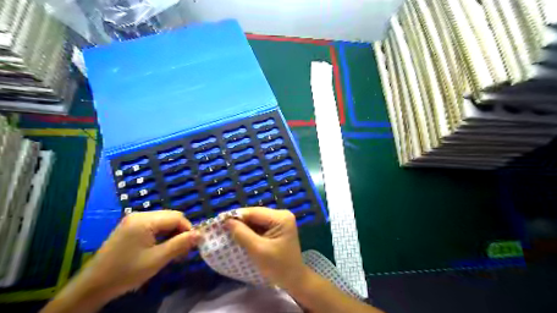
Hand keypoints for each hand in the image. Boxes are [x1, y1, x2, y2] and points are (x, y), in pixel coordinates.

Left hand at [84, 209, 199, 296]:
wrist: (92, 286)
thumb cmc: (126, 272)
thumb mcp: (157, 260)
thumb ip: (180, 244)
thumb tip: (200, 234)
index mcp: (145, 220)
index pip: (177, 217)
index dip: (188, 229)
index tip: (192, 246)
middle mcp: (140, 215)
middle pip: (171, 217)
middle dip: (180, 232)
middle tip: (182, 251)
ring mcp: (133, 220)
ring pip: (164, 221)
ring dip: (172, 234)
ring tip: (173, 252)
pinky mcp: (130, 227)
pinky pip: (154, 225)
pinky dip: (162, 235)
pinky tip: (161, 248)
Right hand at [224, 206, 305, 288]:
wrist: (293, 279)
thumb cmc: (278, 266)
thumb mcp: (258, 250)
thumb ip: (242, 234)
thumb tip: (227, 221)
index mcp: (281, 217)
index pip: (254, 212)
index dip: (236, 215)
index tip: (219, 221)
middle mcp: (281, 215)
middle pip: (255, 215)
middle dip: (239, 221)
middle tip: (221, 227)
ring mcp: (280, 221)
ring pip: (256, 220)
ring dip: (243, 226)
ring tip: (227, 230)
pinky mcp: (277, 228)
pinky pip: (259, 226)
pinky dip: (249, 231)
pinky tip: (239, 235)